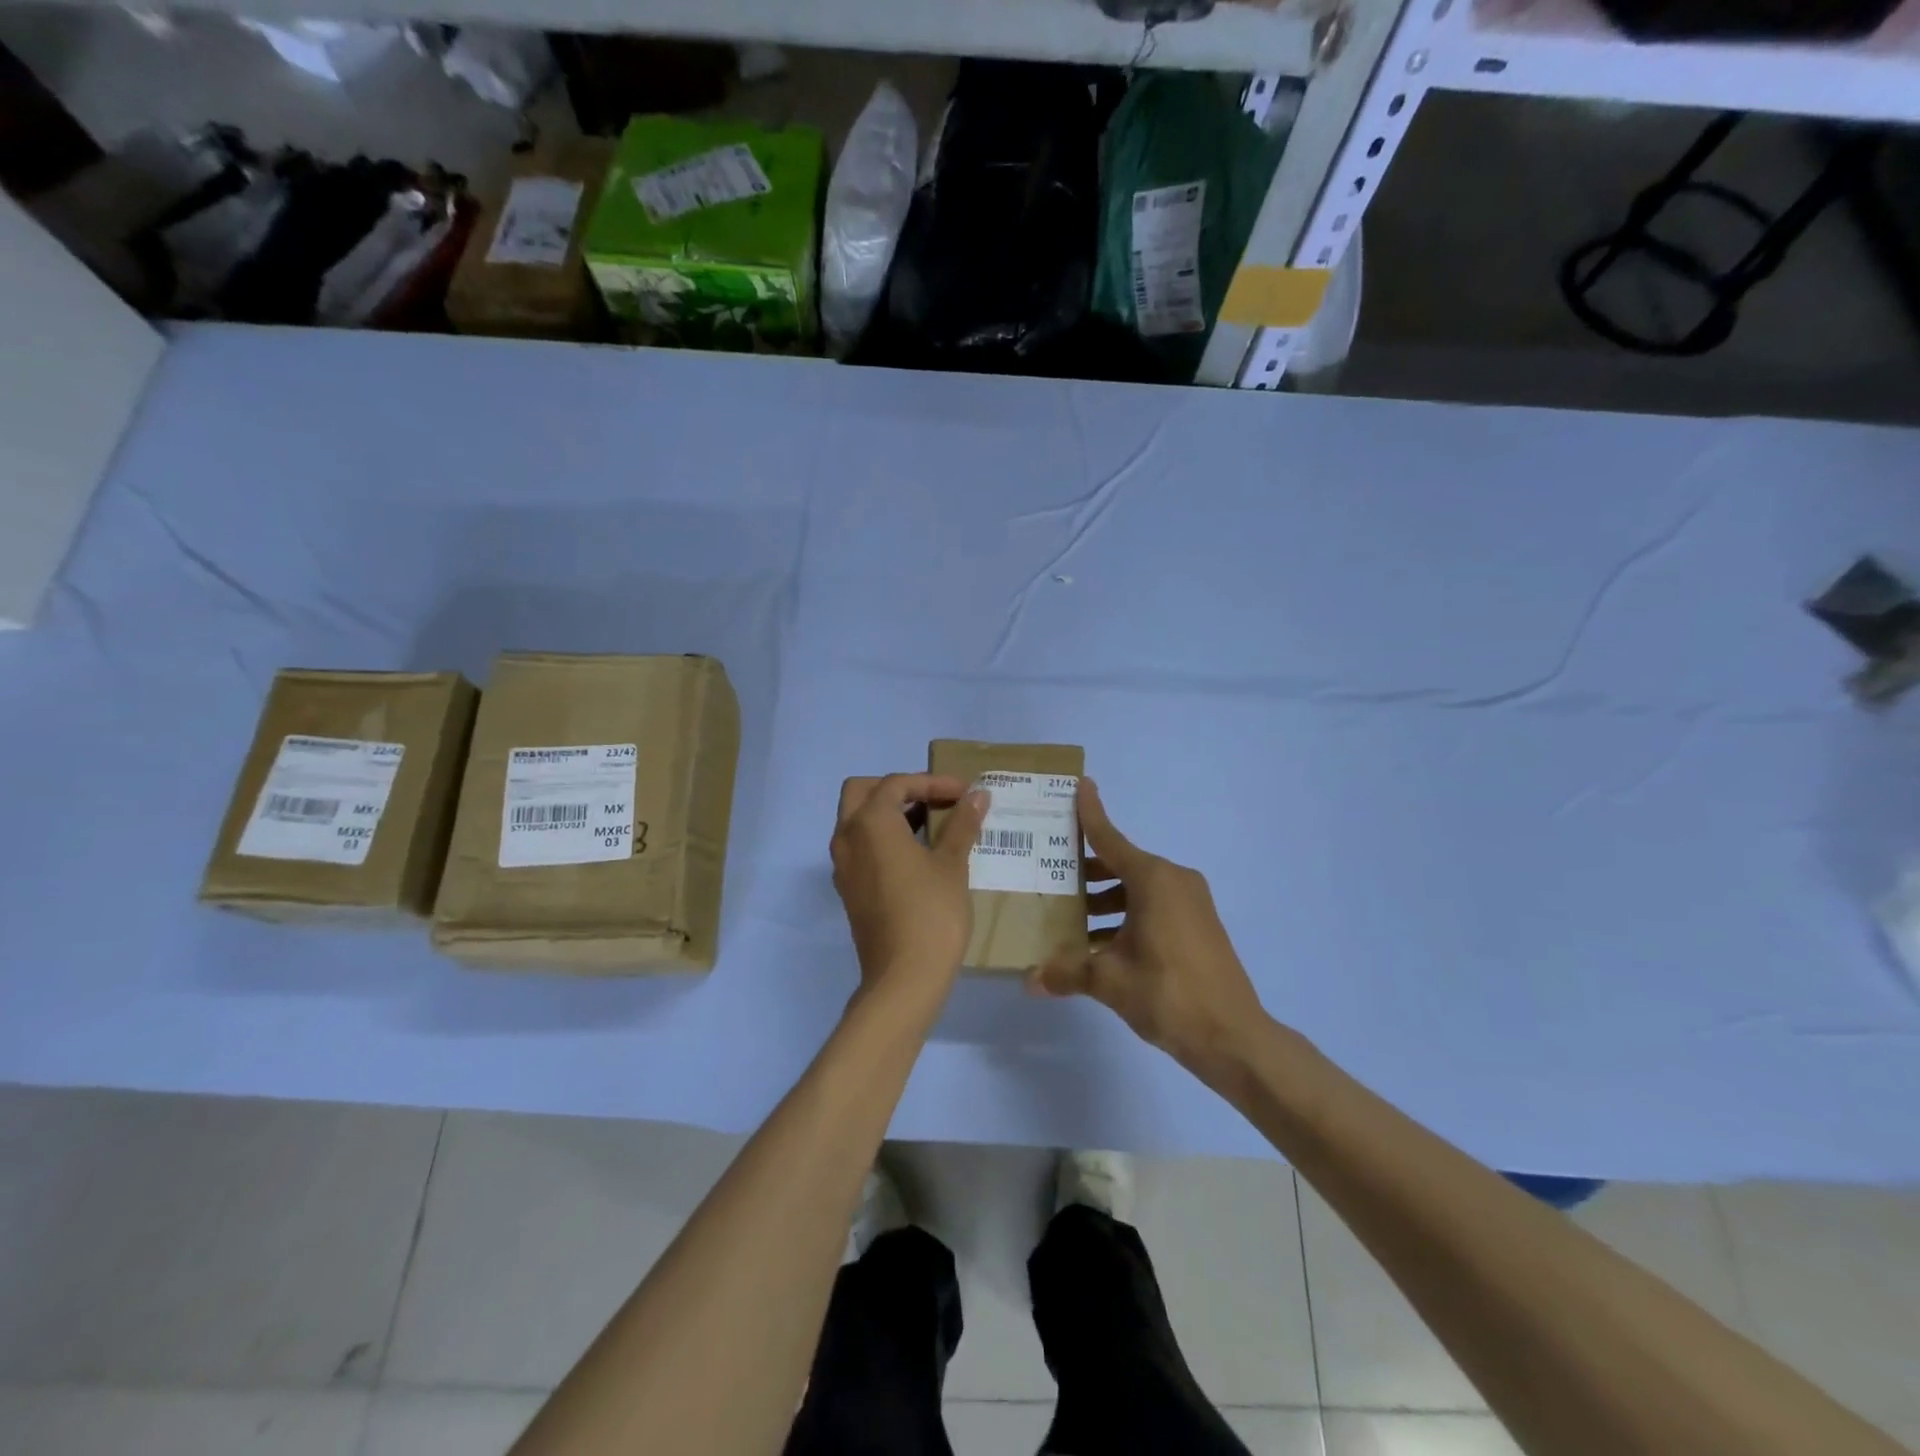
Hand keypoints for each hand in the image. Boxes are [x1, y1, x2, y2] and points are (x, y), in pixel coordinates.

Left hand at [831, 774, 989, 1005]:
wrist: (903, 979)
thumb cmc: (931, 913)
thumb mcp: (952, 865)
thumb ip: (962, 824)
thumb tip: (978, 796)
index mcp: (870, 823)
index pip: (897, 783)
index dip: (932, 782)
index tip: (964, 793)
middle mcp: (847, 837)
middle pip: (863, 792)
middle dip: (899, 789)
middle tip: (934, 799)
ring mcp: (843, 866)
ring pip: (859, 820)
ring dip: (891, 813)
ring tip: (933, 824)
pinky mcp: (849, 889)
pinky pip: (861, 847)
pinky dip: (884, 838)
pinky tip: (918, 854)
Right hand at [1028, 780, 1269, 1079]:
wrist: (1234, 1036)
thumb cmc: (1169, 994)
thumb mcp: (1110, 981)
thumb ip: (1067, 973)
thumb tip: (1029, 980)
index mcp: (1153, 879)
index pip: (1111, 838)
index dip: (1091, 813)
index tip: (1080, 784)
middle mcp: (1174, 881)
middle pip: (1121, 864)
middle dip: (1087, 870)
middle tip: (1050, 872)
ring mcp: (1191, 903)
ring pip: (1137, 889)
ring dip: (1105, 899)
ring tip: (1068, 916)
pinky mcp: (1198, 925)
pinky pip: (1154, 906)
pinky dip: (1127, 915)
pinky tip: (1100, 943)